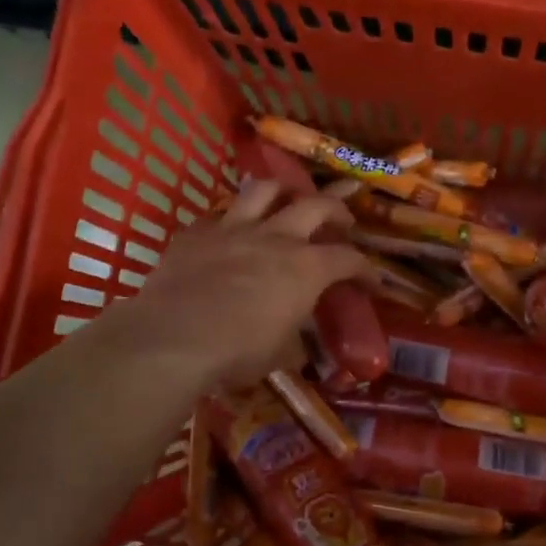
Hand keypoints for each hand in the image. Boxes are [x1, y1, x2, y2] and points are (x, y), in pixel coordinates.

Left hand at [122, 179, 368, 389]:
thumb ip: (294, 341)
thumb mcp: (279, 355)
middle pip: (316, 205)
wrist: (173, 338)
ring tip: (287, 201)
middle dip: (336, 209)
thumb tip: (298, 345)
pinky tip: (229, 234)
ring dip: (283, 192)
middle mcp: (275, 237)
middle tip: (342, 221)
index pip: (349, 259)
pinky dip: (230, 221)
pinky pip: (218, 215)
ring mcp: (232, 228)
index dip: (365, 270)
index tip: (372, 282)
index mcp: (306, 268)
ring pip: (265, 190)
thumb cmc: (237, 352)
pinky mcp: (195, 233)